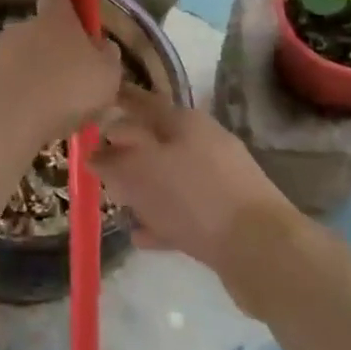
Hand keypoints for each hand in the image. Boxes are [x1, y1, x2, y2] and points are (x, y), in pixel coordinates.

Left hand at [0, 0, 121, 144]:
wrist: (1, 121)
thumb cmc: (65, 91)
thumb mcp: (108, 76)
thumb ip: (107, 57)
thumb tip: (102, 48)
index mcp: (56, 18)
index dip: (72, 4)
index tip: (83, 23)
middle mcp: (23, 26)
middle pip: (42, 32)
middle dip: (56, 51)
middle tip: (73, 83)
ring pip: (23, 60)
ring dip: (35, 78)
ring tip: (53, 113)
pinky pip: (6, 84)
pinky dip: (16, 98)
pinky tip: (28, 123)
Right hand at [92, 87, 298, 296]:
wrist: (260, 248)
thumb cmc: (192, 197)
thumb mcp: (139, 173)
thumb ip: (111, 160)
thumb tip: (95, 153)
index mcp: (183, 120)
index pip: (141, 101)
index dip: (114, 102)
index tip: (90, 107)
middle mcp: (204, 141)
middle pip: (156, 140)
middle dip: (126, 150)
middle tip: (97, 162)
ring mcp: (220, 178)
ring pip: (171, 176)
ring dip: (144, 187)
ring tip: (117, 203)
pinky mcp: (228, 213)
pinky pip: (186, 209)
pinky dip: (163, 218)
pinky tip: (142, 235)